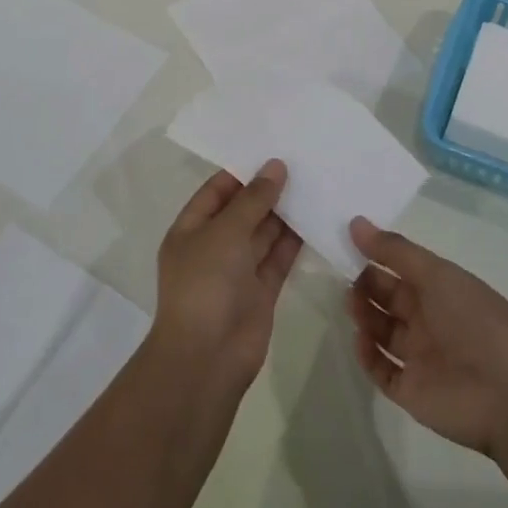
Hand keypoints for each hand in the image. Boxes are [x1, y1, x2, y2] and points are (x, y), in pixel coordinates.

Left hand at [152, 160, 301, 387]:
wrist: (208, 357)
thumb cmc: (205, 284)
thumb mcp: (226, 232)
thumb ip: (253, 199)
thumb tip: (275, 166)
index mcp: (191, 230)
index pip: (216, 191)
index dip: (242, 171)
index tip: (272, 151)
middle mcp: (214, 247)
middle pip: (243, 211)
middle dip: (268, 190)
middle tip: (302, 162)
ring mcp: (238, 271)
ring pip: (264, 233)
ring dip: (284, 213)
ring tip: (314, 183)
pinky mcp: (261, 291)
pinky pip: (279, 258)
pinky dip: (295, 241)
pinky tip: (316, 218)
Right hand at [345, 217, 507, 457]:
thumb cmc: (475, 321)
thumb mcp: (437, 274)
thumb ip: (395, 250)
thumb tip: (356, 222)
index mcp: (441, 290)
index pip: (401, 268)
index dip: (376, 256)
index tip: (347, 243)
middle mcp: (429, 320)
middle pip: (388, 299)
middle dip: (366, 286)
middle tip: (345, 278)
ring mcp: (419, 357)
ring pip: (381, 332)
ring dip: (364, 316)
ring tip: (352, 306)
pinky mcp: (410, 391)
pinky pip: (381, 370)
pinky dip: (367, 356)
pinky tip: (360, 340)